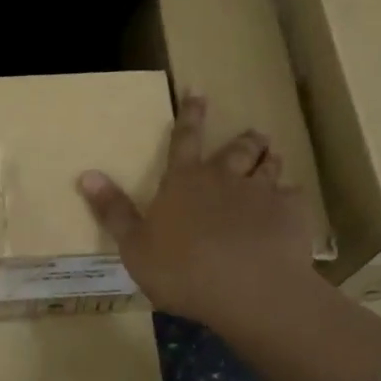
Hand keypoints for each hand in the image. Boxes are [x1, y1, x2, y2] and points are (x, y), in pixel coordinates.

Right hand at [77, 93, 319, 333]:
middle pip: (236, 150)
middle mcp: (223, 178)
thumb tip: (86, 174)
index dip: (190, 114)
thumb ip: (113, 210)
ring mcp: (260, 194)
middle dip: (244, 139)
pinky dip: (292, 196)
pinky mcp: (290, 215)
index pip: (184, 138)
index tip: (198, 90)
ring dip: (269, 160)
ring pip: (268, 167)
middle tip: (254, 132)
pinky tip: (294, 202)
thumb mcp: (134, 245)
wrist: (248, 290)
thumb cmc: (182, 270)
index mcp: (184, 181)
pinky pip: (294, 197)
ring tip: (275, 155)